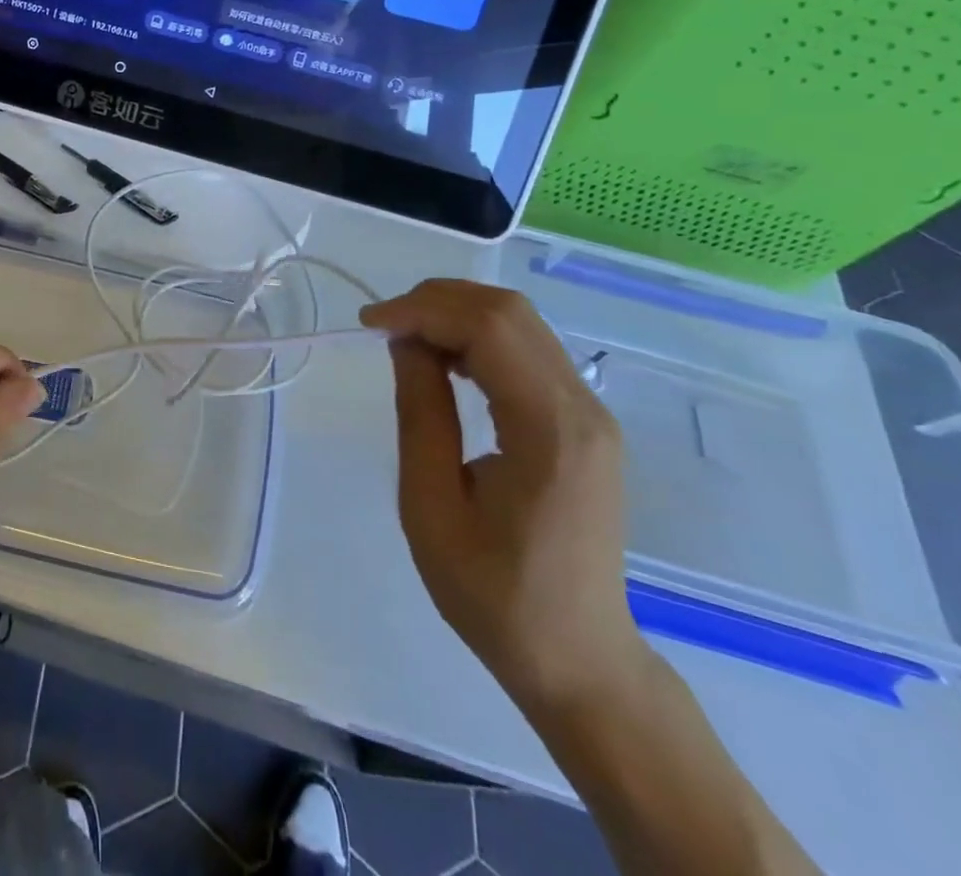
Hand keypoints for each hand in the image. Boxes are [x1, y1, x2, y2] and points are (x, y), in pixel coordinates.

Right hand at [361, 281, 647, 716]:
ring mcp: (592, 414)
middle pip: (510, 313)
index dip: (423, 310)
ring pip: (521, 324)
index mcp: (550, 431)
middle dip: (438, 302)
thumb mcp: (431, 506)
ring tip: (407, 342)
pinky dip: (480, 339)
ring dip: (457, 316)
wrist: (577, 658)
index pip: (489, 329)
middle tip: (385, 327)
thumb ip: (420, 413)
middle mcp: (583, 409)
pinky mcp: (585, 422)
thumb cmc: (493, 594)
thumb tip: (405, 341)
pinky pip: (529, 351)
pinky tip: (446, 364)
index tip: (369, 325)